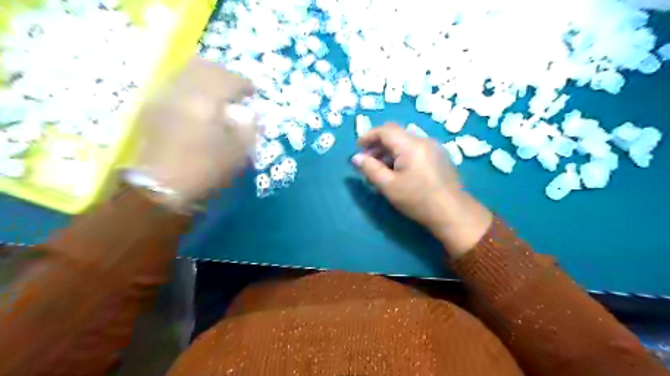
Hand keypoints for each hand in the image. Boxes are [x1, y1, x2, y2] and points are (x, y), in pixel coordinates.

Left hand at [134, 57, 256, 209]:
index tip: (254, 94)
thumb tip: (249, 115)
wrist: (160, 189)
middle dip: (224, 75)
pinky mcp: (152, 108)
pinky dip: (192, 88)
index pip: (228, 79)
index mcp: (204, 100)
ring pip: (186, 73)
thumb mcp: (238, 153)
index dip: (245, 84)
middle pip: (204, 66)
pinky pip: (175, 85)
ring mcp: (162, 97)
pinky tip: (199, 105)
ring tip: (219, 97)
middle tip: (236, 90)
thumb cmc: (204, 171)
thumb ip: (248, 128)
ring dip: (206, 79)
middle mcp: (181, 91)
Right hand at [351, 124, 490, 258]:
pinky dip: (402, 155)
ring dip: (390, 151)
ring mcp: (434, 148)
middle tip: (367, 161)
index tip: (358, 148)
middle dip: (378, 145)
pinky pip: (416, 149)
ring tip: (380, 169)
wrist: (452, 213)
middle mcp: (424, 140)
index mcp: (411, 145)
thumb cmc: (417, 199)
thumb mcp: (389, 186)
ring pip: (405, 142)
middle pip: (396, 134)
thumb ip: (370, 169)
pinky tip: (398, 172)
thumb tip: (356, 158)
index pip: (385, 130)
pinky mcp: (439, 156)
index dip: (369, 136)